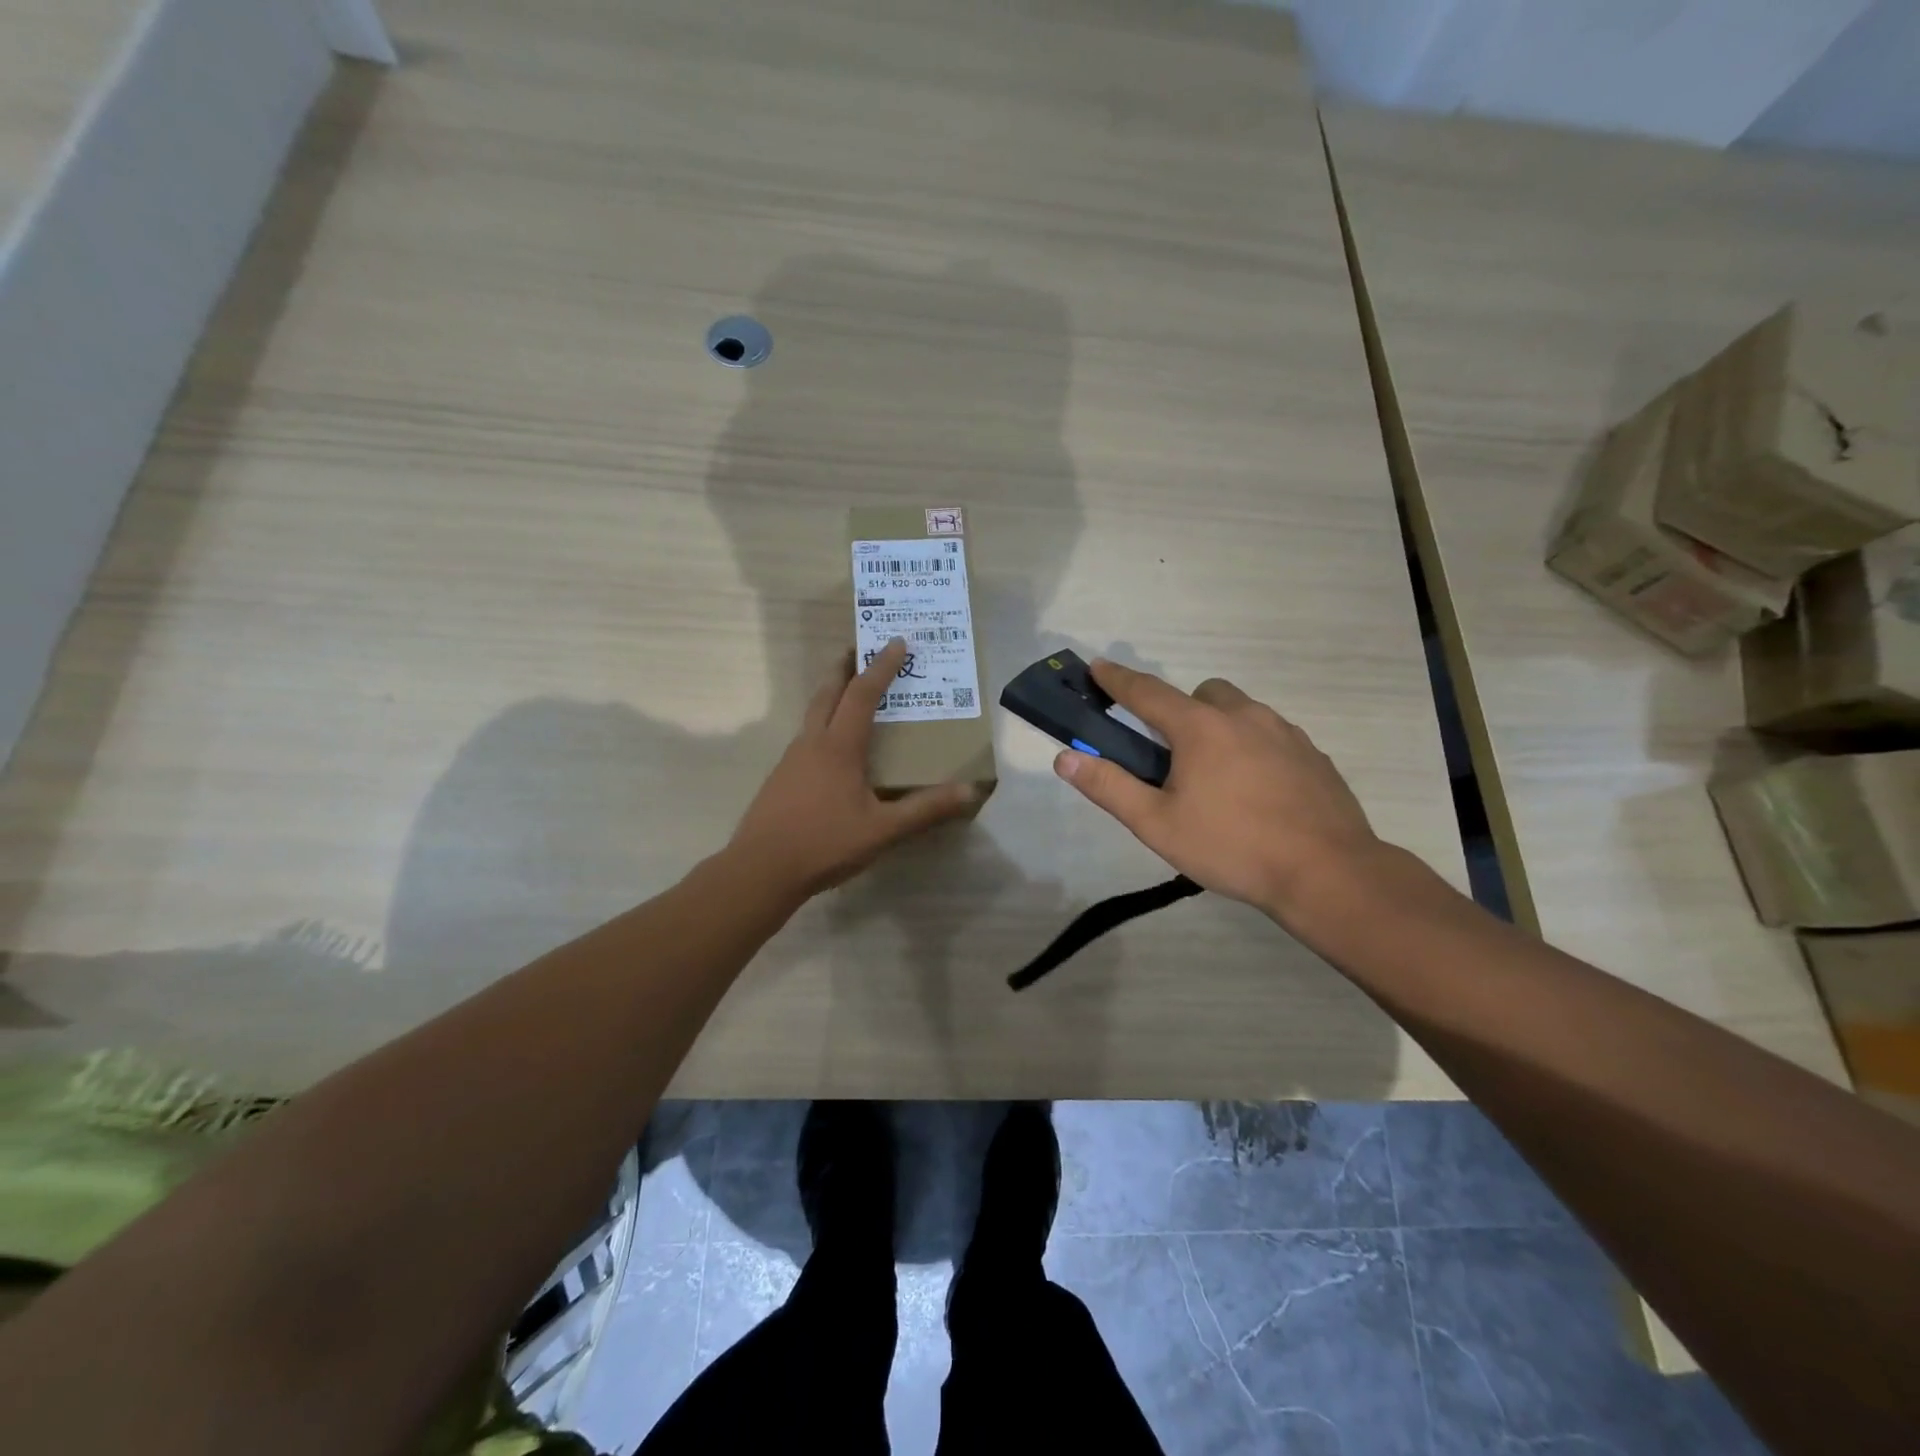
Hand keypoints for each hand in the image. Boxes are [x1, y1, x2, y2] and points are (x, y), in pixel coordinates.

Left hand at [729, 639, 979, 897]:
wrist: (760, 870)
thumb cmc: (824, 844)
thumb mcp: (882, 830)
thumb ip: (925, 810)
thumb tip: (969, 792)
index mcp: (838, 747)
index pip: (863, 694)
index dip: (881, 667)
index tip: (895, 642)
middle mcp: (812, 743)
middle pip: (828, 693)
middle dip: (845, 668)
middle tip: (858, 649)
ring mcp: (791, 760)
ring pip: (813, 714)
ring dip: (831, 694)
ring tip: (849, 693)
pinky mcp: (781, 778)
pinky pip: (806, 737)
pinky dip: (823, 723)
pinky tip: (831, 747)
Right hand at [1053, 660, 1384, 920]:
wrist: (1327, 873)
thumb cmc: (1232, 847)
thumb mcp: (1157, 824)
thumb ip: (1108, 787)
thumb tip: (1065, 758)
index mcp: (1200, 728)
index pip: (1147, 692)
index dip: (1117, 680)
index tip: (1098, 666)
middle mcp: (1244, 716)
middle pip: (1202, 694)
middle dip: (1181, 710)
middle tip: (1174, 755)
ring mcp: (1286, 732)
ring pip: (1242, 711)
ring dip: (1220, 728)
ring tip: (1217, 779)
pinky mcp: (1313, 754)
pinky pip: (1272, 735)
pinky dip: (1254, 748)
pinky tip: (1257, 792)